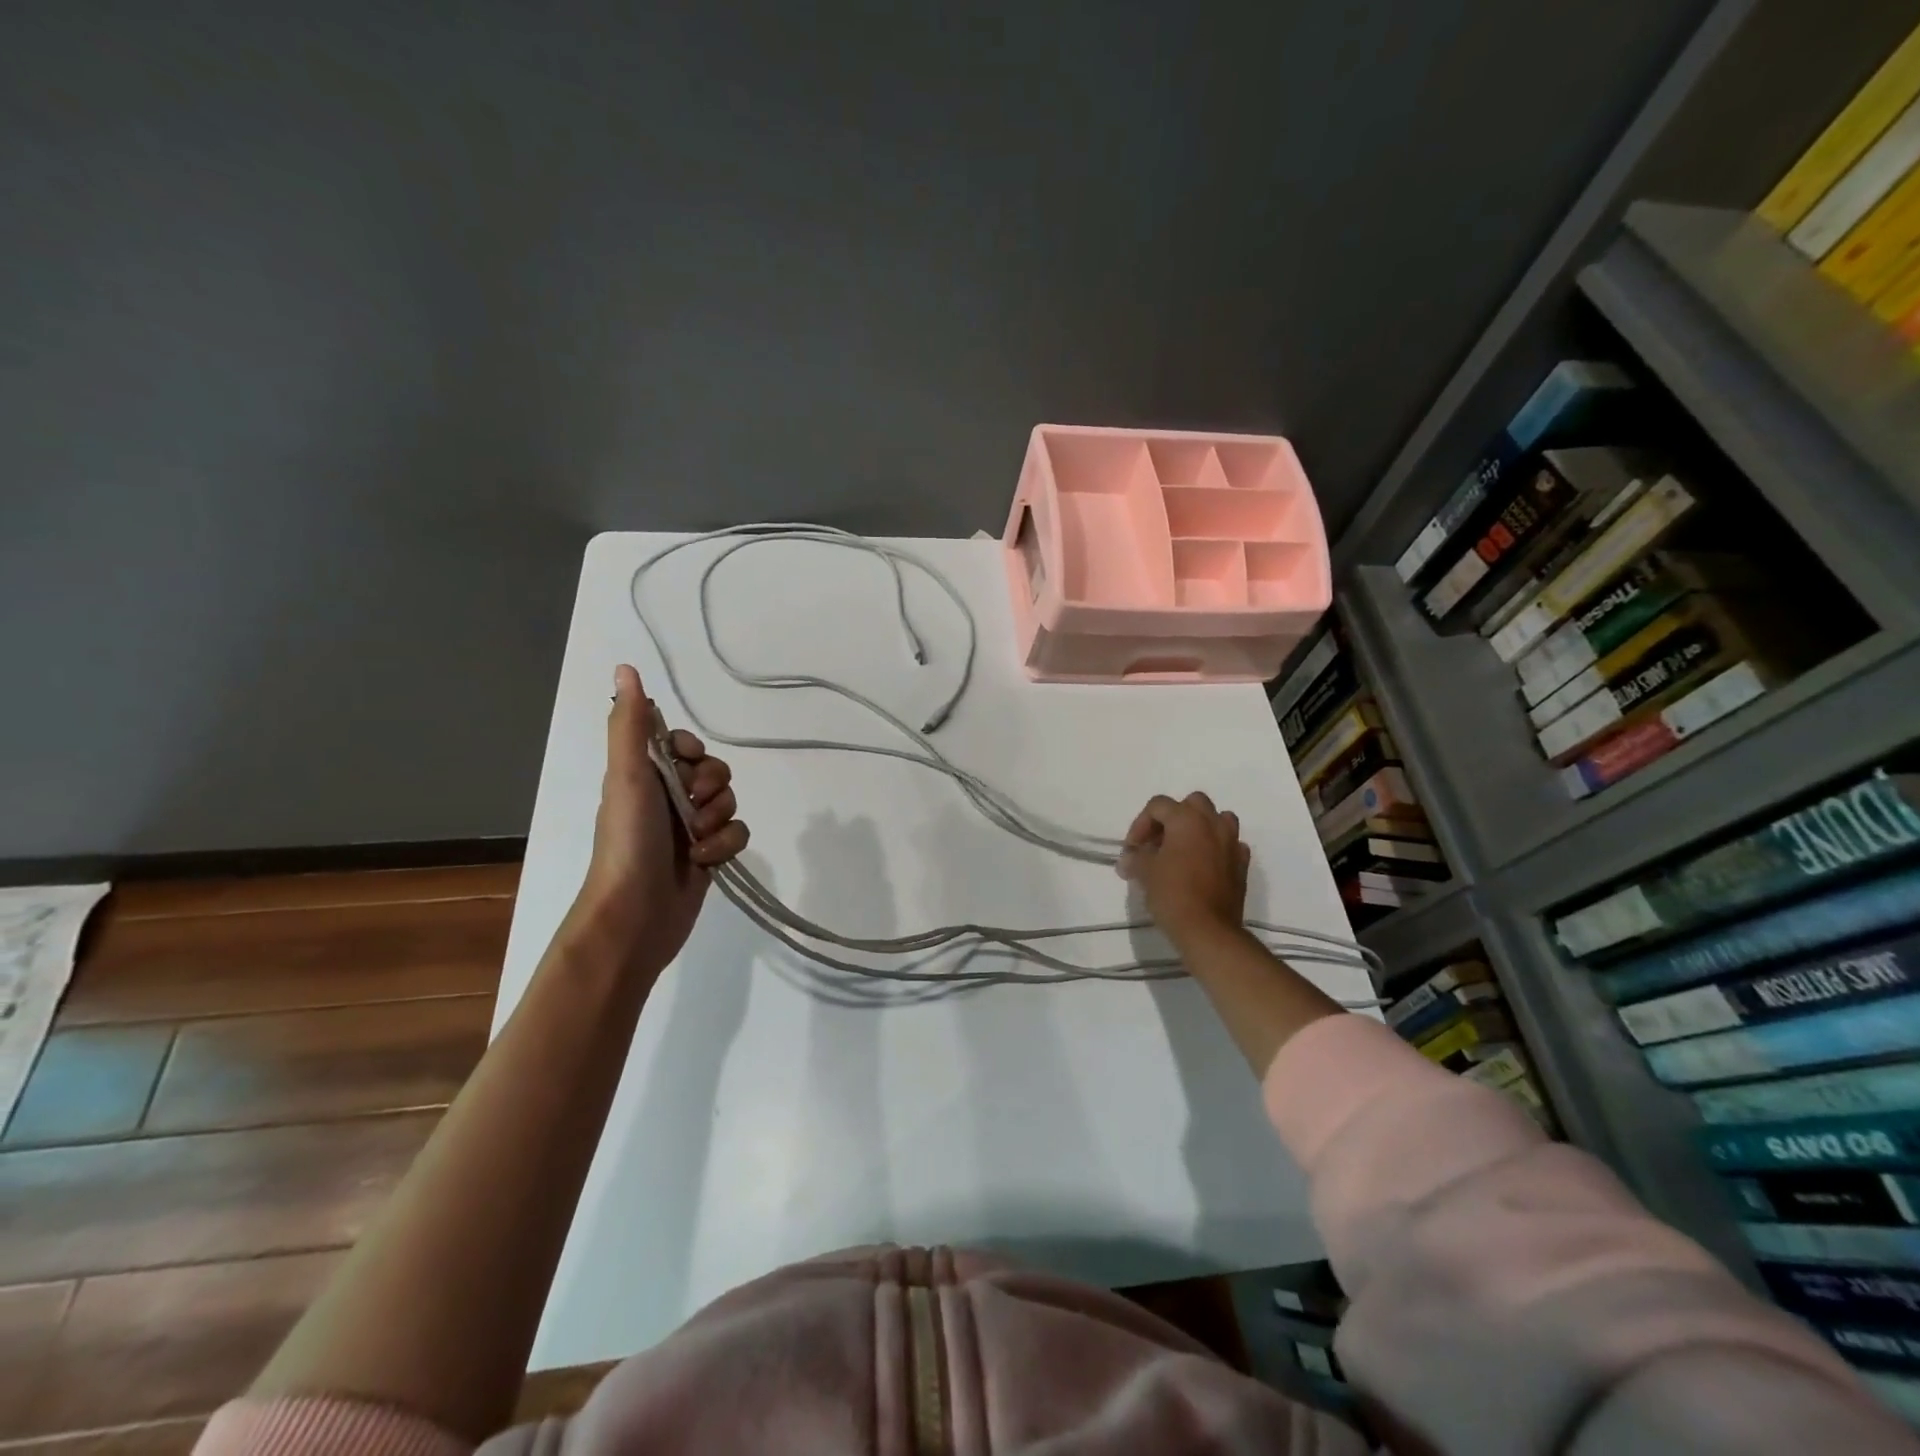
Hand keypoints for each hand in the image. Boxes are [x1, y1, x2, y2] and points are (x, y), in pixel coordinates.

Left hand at [572, 664, 749, 972]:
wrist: (635, 915)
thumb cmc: (628, 841)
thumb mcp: (627, 777)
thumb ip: (631, 725)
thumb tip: (625, 667)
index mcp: (644, 776)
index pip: (683, 744)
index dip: (694, 751)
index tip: (687, 762)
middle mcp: (667, 798)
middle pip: (714, 772)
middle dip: (712, 788)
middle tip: (693, 806)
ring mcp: (689, 829)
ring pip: (729, 803)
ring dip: (718, 820)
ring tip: (696, 841)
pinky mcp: (709, 856)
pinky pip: (736, 834)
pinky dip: (726, 845)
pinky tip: (706, 861)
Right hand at [1117, 792, 1249, 942]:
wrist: (1208, 930)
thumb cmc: (1172, 893)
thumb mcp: (1144, 872)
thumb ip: (1135, 858)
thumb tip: (1128, 859)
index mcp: (1186, 819)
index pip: (1158, 805)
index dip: (1140, 824)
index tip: (1133, 849)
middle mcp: (1212, 823)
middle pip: (1192, 803)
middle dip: (1173, 817)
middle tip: (1159, 841)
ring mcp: (1232, 843)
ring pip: (1218, 819)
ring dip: (1200, 827)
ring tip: (1184, 849)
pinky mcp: (1242, 864)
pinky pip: (1230, 844)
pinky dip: (1217, 848)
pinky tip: (1204, 866)